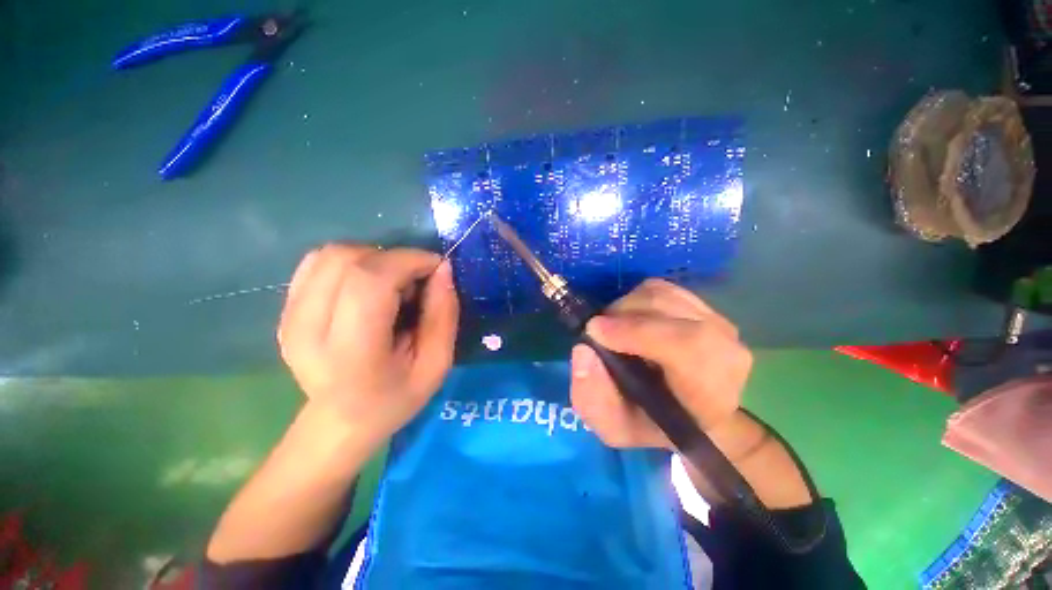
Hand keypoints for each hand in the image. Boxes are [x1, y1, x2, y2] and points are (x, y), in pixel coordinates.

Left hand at [277, 244, 458, 442]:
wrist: (340, 422)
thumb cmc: (396, 397)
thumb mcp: (436, 364)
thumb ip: (444, 315)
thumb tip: (442, 269)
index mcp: (351, 352)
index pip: (371, 280)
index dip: (408, 261)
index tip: (436, 268)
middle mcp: (308, 329)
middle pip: (348, 260)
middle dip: (395, 258)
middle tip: (415, 282)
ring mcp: (289, 317)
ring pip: (332, 255)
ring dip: (374, 259)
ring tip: (392, 285)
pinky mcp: (284, 309)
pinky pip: (318, 262)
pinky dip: (352, 263)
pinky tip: (367, 286)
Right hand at [569, 279, 751, 450]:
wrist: (684, 411)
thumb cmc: (650, 423)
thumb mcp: (613, 426)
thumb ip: (594, 398)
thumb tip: (583, 350)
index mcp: (711, 392)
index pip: (688, 345)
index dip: (637, 331)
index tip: (595, 331)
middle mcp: (725, 351)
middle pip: (670, 309)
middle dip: (623, 314)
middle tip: (598, 331)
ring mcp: (717, 322)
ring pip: (661, 294)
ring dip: (626, 307)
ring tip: (613, 329)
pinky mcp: (702, 306)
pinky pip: (661, 288)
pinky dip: (636, 299)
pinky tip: (631, 320)